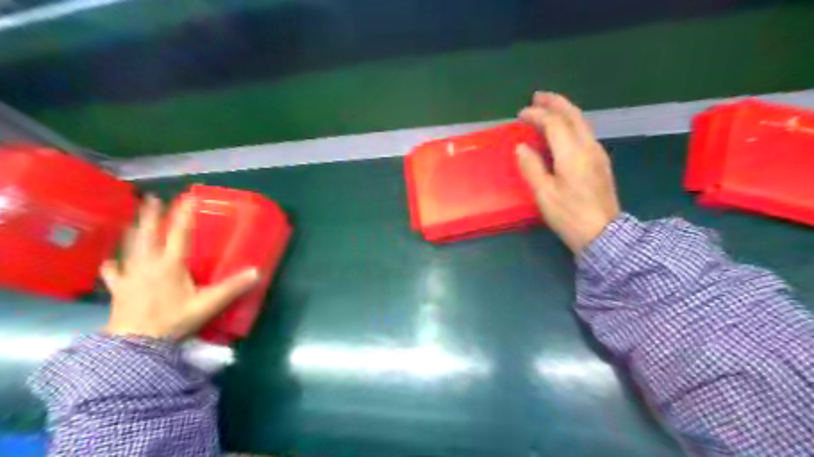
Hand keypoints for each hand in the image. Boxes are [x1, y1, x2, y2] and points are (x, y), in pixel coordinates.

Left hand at [102, 194, 257, 338]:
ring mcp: (130, 275)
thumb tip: (257, 272)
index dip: (185, 214)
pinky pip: (113, 271)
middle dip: (151, 215)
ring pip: (130, 246)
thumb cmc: (174, 320)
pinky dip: (113, 263)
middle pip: (148, 234)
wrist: (136, 344)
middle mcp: (148, 263)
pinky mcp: (118, 288)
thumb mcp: (207, 304)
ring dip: (133, 231)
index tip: (188, 197)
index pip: (179, 233)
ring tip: (134, 220)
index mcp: (170, 264)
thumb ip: (232, 288)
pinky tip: (112, 262)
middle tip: (151, 198)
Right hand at [519, 92, 619, 253]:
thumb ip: (531, 167)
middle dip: (555, 103)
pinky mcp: (601, 162)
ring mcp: (598, 153)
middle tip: (537, 97)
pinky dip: (571, 124)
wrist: (604, 234)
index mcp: (572, 153)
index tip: (520, 114)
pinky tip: (563, 131)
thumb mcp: (544, 194)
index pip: (554, 123)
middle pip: (573, 115)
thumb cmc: (569, 215)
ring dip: (564, 111)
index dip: (536, 115)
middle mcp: (588, 147)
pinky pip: (584, 133)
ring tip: (548, 109)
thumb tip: (521, 147)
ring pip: (581, 122)